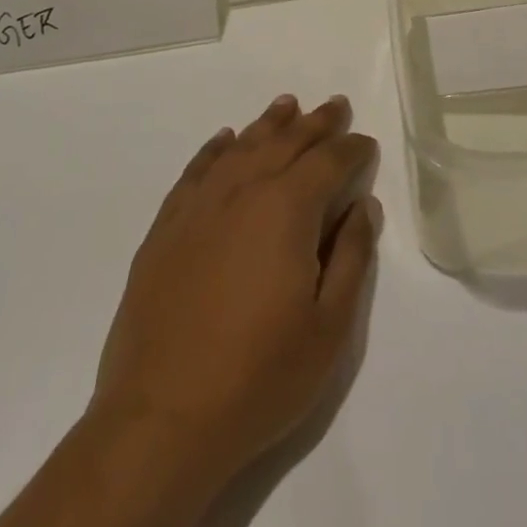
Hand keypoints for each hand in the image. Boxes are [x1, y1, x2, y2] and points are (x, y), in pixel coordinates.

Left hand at [90, 94, 381, 485]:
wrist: (160, 421)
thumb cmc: (259, 378)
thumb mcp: (329, 327)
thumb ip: (352, 256)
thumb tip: (362, 206)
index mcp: (287, 209)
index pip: (329, 161)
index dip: (352, 150)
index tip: (366, 145)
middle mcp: (242, 192)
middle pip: (286, 142)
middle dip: (316, 123)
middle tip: (336, 106)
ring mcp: (198, 208)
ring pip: (241, 148)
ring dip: (269, 124)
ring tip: (288, 105)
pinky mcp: (165, 229)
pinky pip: (196, 171)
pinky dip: (215, 149)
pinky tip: (226, 140)